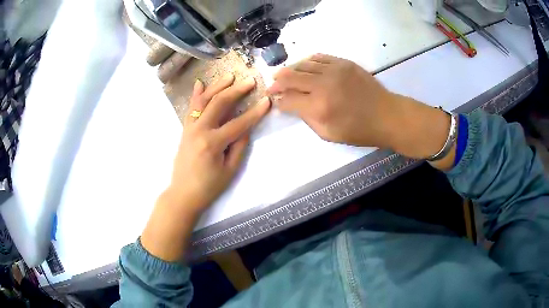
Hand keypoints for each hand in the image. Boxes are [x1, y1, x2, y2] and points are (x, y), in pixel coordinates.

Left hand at [141, 74, 270, 260]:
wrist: (183, 194)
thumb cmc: (209, 187)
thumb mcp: (229, 170)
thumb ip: (239, 147)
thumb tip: (246, 127)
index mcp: (213, 143)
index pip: (239, 123)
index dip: (255, 112)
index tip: (267, 101)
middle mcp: (199, 130)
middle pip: (219, 103)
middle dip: (236, 90)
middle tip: (249, 81)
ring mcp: (190, 128)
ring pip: (204, 101)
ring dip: (217, 86)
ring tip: (229, 76)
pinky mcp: (185, 130)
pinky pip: (191, 108)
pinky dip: (196, 95)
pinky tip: (200, 83)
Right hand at [267, 54, 452, 163]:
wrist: (387, 115)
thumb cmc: (359, 131)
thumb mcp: (329, 134)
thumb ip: (307, 118)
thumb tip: (292, 105)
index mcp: (319, 107)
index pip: (288, 99)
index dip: (279, 101)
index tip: (275, 101)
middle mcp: (323, 84)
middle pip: (290, 77)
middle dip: (277, 82)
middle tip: (272, 85)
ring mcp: (334, 70)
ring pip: (302, 64)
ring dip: (290, 70)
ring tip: (285, 75)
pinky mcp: (344, 63)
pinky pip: (319, 57)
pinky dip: (307, 61)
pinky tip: (303, 66)